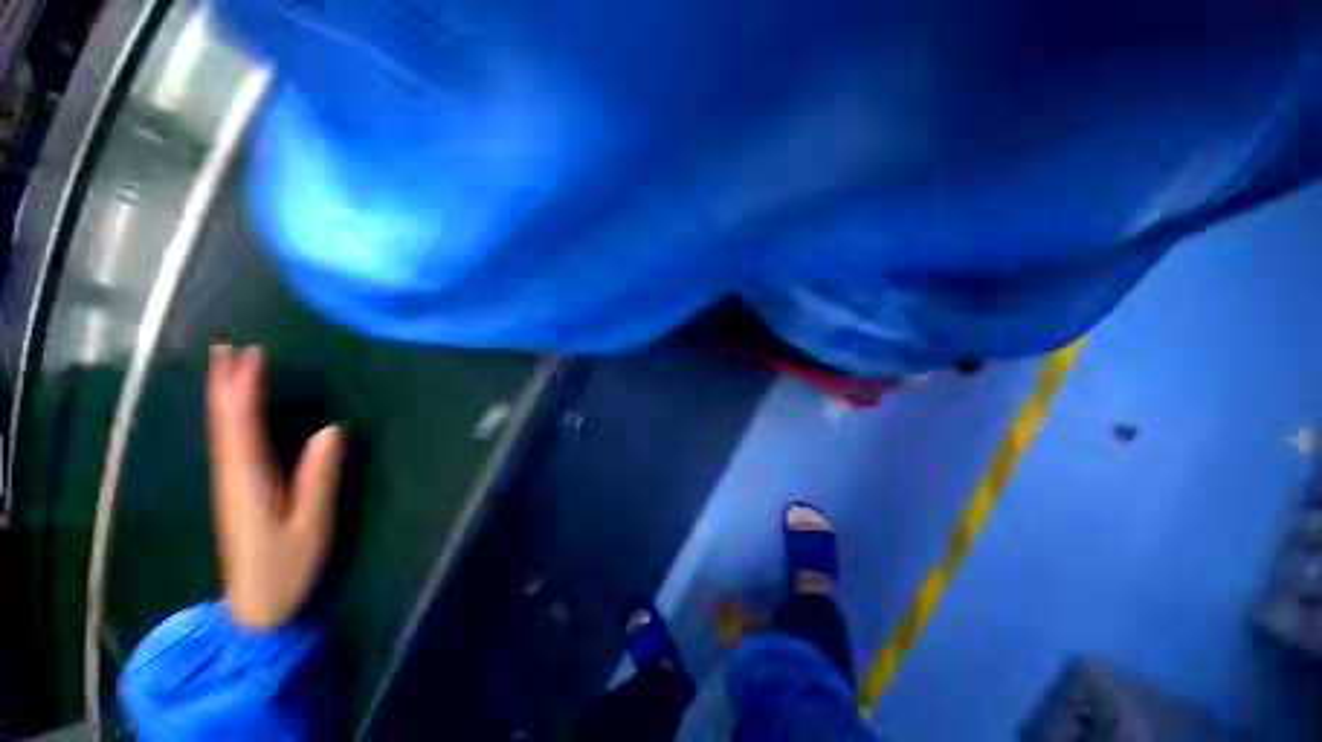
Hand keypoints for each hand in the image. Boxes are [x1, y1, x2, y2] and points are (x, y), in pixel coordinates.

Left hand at [207, 345, 345, 629]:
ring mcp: (231, 484)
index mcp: (250, 481)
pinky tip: (234, 413)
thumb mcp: (312, 525)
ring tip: (228, 369)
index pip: (242, 424)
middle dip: (225, 384)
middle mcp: (232, 476)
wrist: (256, 608)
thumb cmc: (286, 567)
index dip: (244, 388)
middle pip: (223, 422)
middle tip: (228, 348)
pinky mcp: (236, 492)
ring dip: (224, 397)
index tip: (252, 354)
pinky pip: (228, 444)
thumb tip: (332, 430)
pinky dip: (229, 419)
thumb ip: (320, 478)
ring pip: (221, 431)